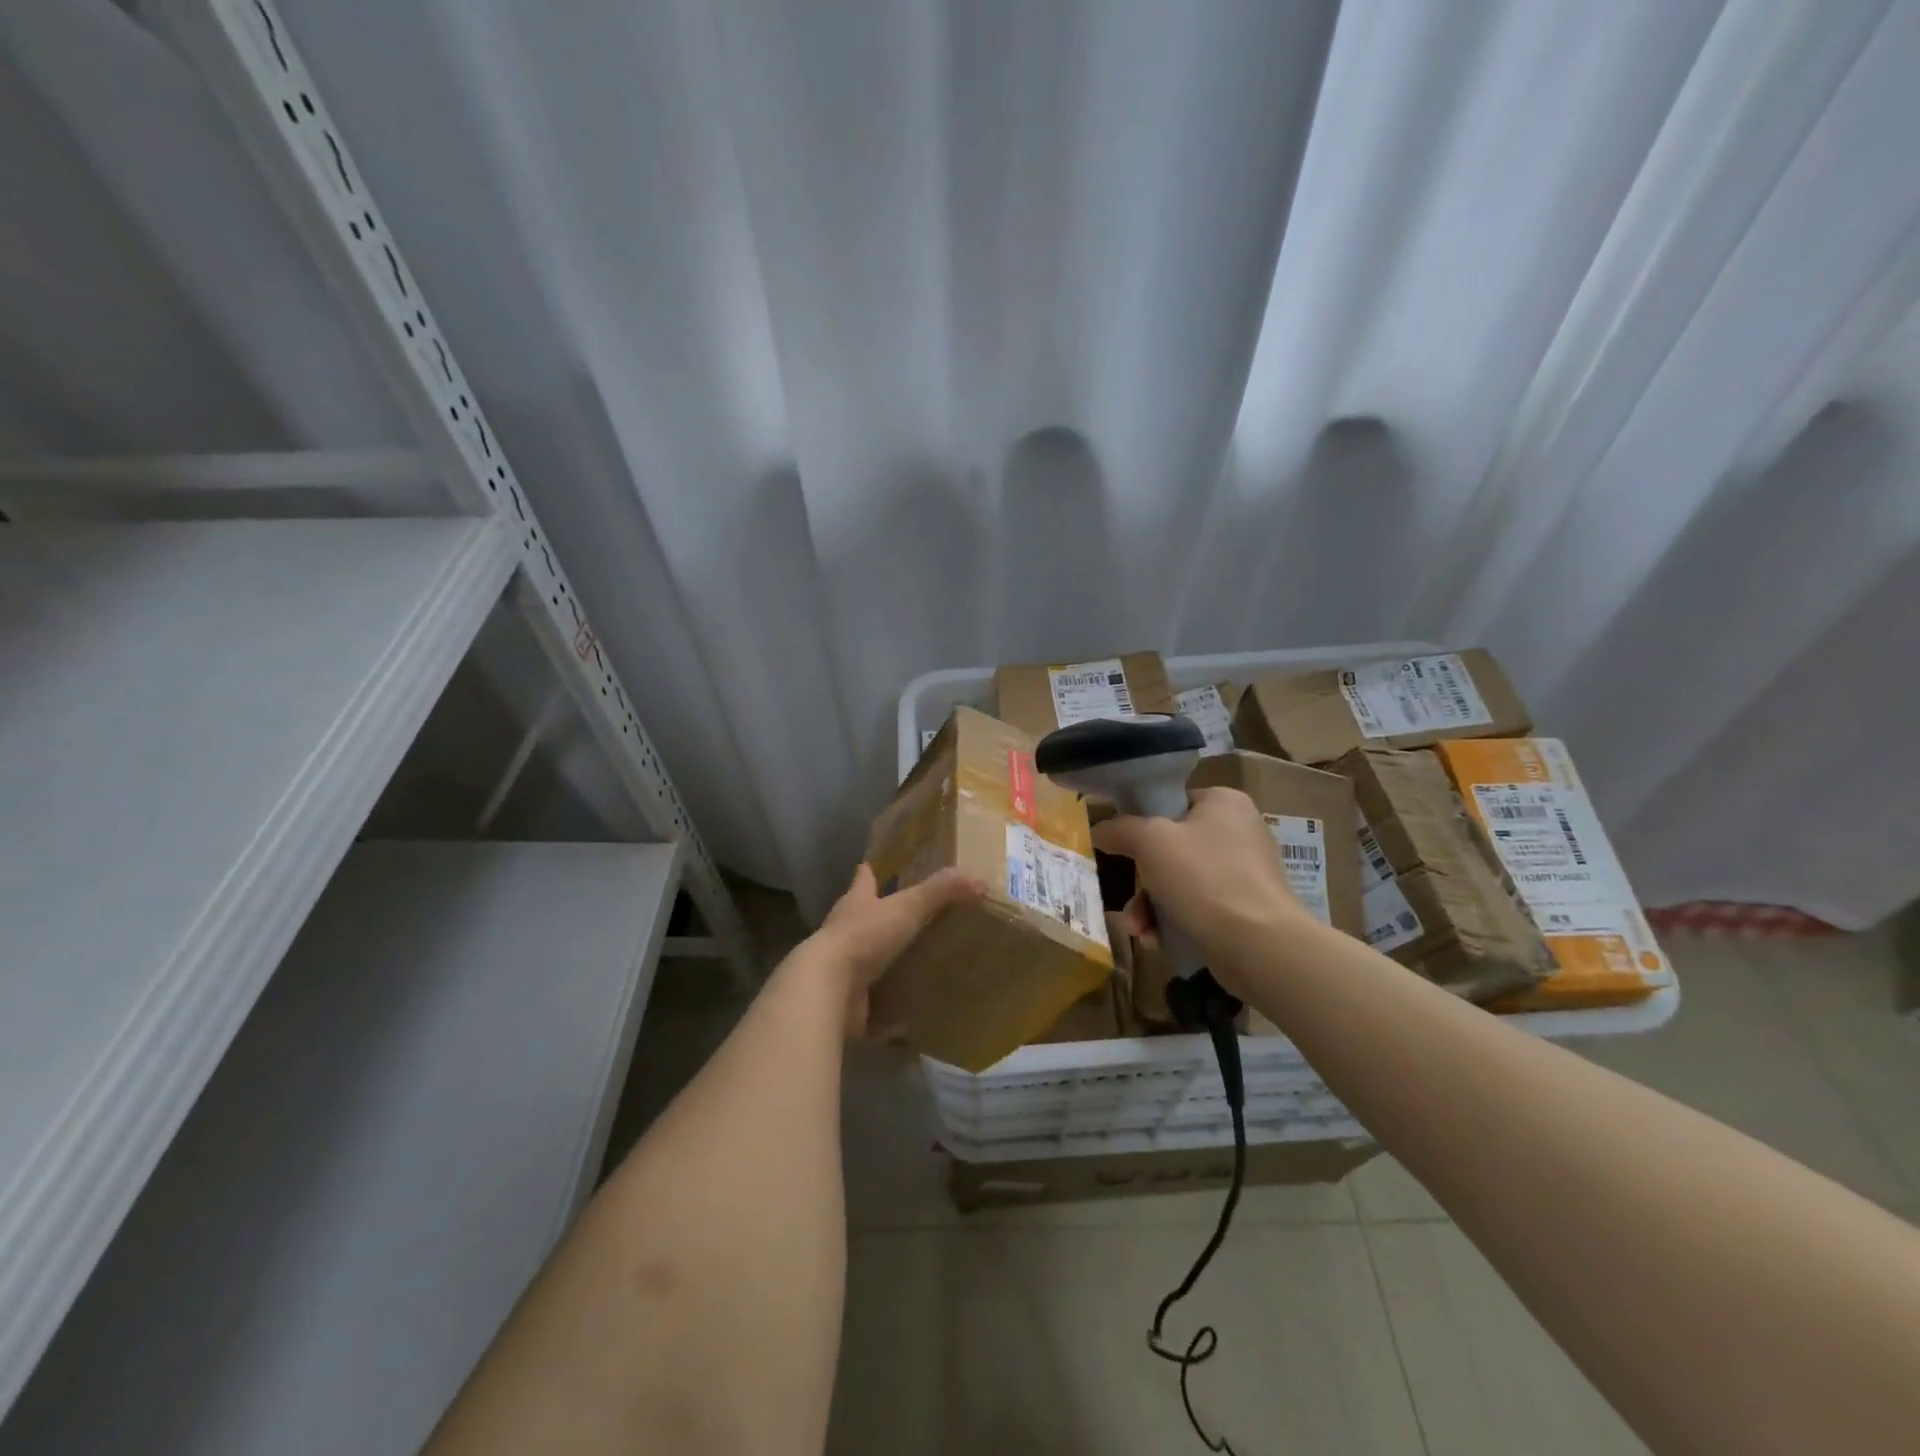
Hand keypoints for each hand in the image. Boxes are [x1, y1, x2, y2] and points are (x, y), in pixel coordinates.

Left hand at [809, 864, 983, 1035]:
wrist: (828, 989)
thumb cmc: (865, 937)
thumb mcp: (908, 907)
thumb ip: (942, 892)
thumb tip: (979, 880)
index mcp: (855, 905)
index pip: (863, 881)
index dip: (869, 873)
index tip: (872, 866)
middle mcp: (844, 934)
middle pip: (862, 921)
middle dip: (881, 921)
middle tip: (910, 922)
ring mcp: (842, 972)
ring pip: (867, 964)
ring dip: (886, 967)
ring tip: (918, 970)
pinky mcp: (847, 1006)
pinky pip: (874, 1009)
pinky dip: (889, 1014)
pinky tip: (910, 1018)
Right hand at [1093, 787, 1311, 994]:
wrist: (1259, 945)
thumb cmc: (1204, 878)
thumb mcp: (1150, 842)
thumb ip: (1120, 829)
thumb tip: (1099, 830)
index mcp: (1224, 803)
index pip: (1172, 802)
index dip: (1141, 822)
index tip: (1120, 846)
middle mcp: (1238, 831)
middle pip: (1171, 848)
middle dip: (1141, 880)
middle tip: (1127, 897)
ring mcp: (1244, 873)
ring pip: (1179, 882)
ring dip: (1150, 905)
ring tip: (1138, 928)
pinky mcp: (1244, 909)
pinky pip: (1197, 907)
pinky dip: (1173, 921)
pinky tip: (1157, 940)